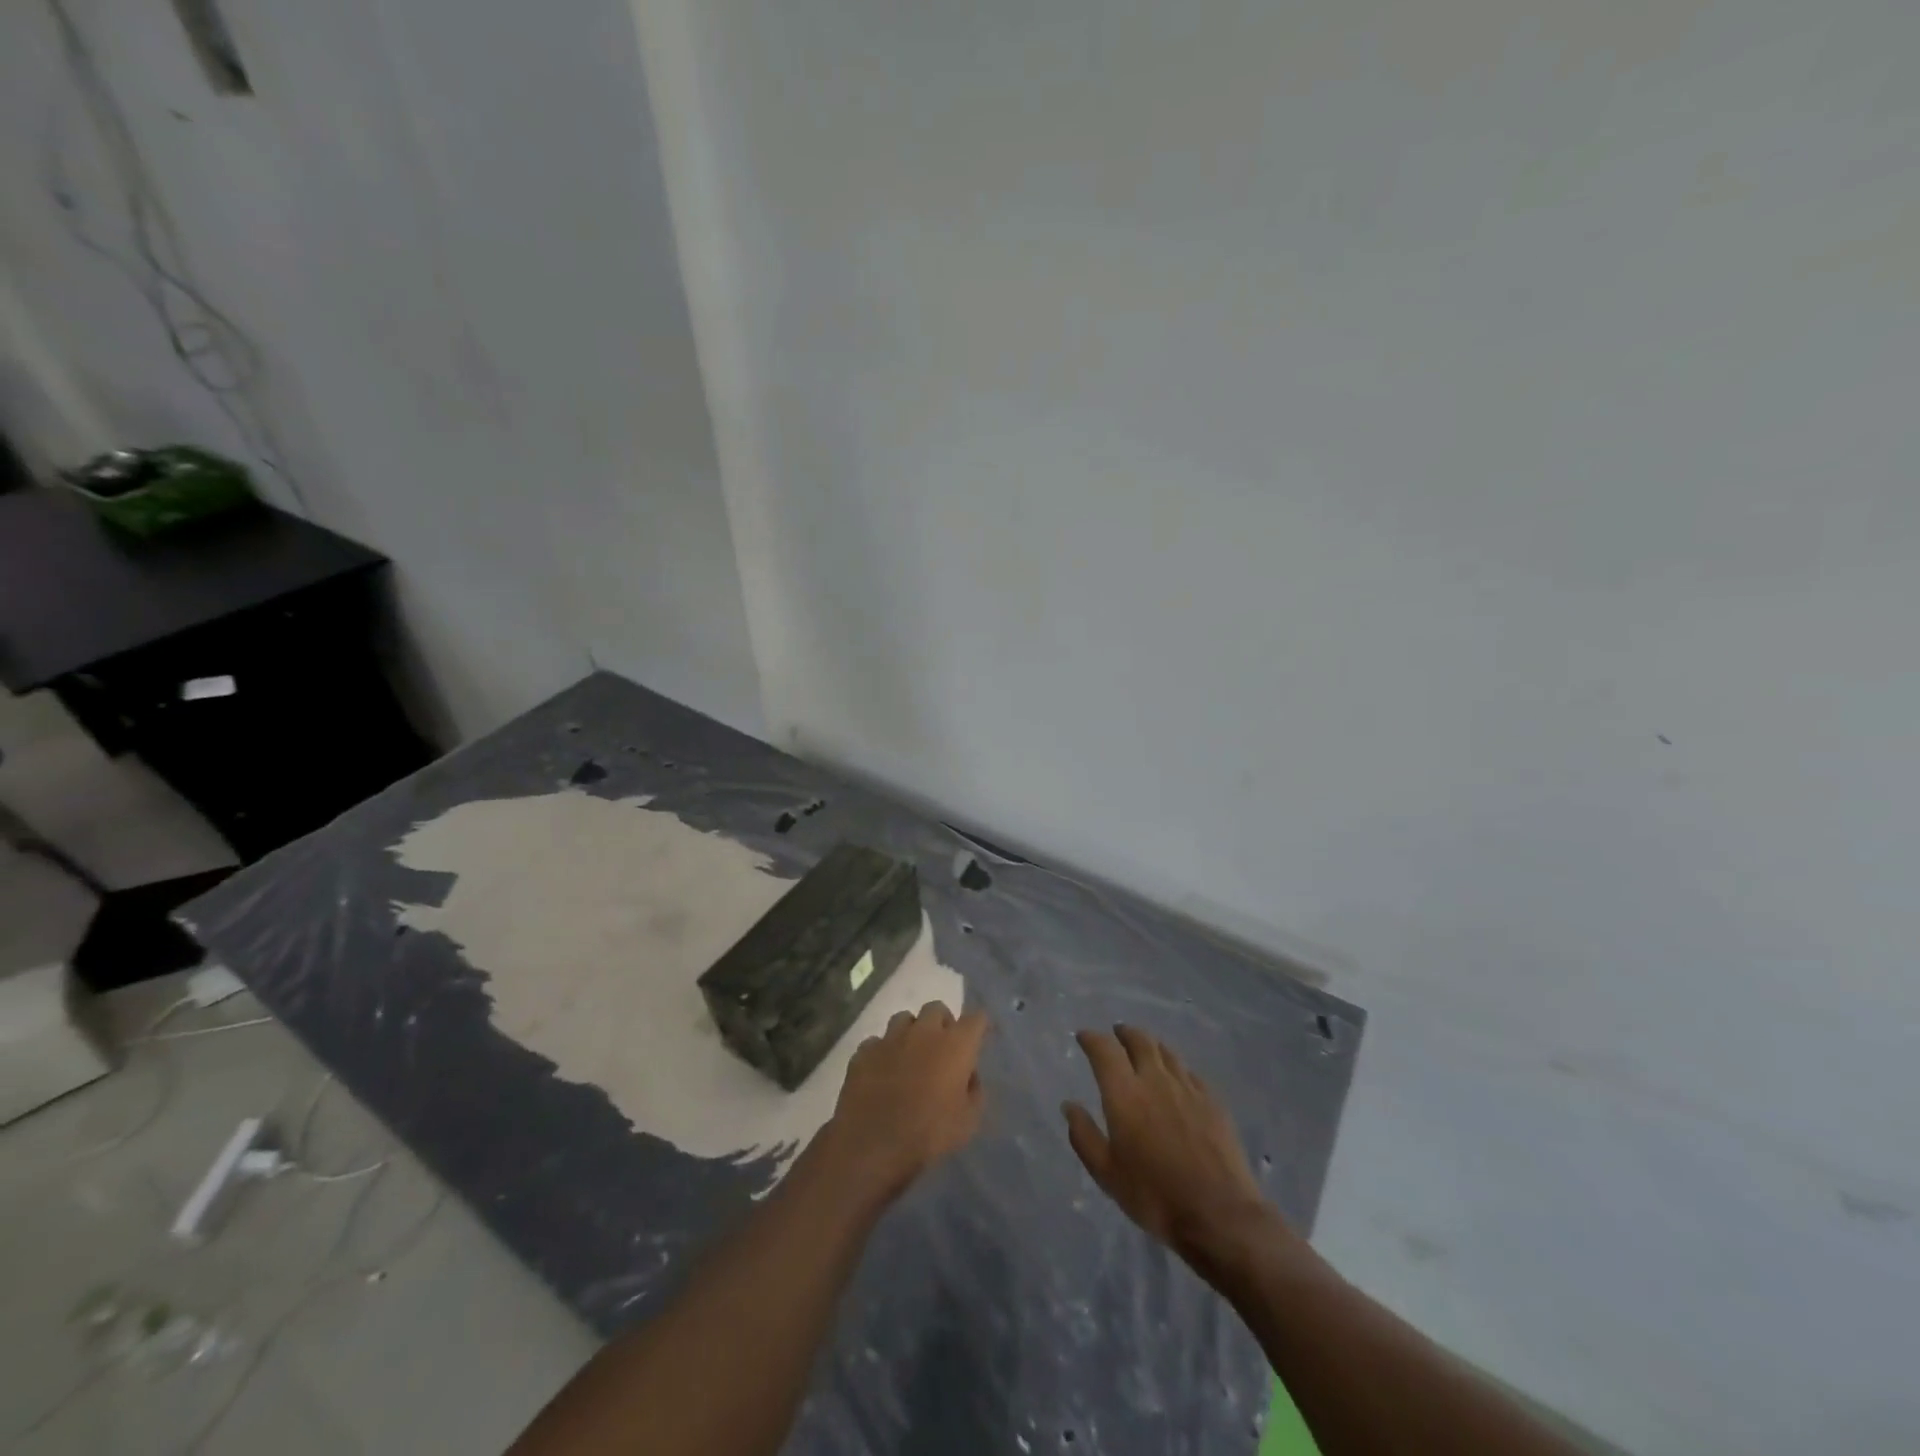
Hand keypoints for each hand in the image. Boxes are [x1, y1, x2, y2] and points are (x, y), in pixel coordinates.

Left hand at [823, 1002, 987, 1200]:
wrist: (873, 1145)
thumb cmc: (929, 1134)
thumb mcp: (968, 1121)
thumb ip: (974, 1091)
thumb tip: (969, 1075)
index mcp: (955, 1044)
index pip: (976, 1018)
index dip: (980, 1026)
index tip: (981, 1037)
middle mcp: (924, 1031)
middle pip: (937, 1009)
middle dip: (943, 1023)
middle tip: (943, 1048)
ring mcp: (890, 1037)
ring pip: (904, 1019)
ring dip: (911, 1032)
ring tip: (910, 1056)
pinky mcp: (864, 1051)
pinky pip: (877, 1042)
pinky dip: (883, 1052)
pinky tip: (882, 1071)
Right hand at [1064, 1025, 1269, 1261]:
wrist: (1219, 1214)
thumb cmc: (1154, 1196)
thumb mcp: (1107, 1174)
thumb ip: (1084, 1136)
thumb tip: (1069, 1105)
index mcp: (1125, 1094)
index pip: (1104, 1050)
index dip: (1091, 1038)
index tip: (1083, 1036)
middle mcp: (1155, 1080)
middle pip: (1139, 1041)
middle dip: (1124, 1033)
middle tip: (1116, 1033)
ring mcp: (1188, 1088)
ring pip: (1166, 1051)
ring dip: (1150, 1044)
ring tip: (1144, 1048)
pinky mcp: (1213, 1101)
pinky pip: (1189, 1072)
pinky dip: (1175, 1067)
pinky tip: (1176, 1077)